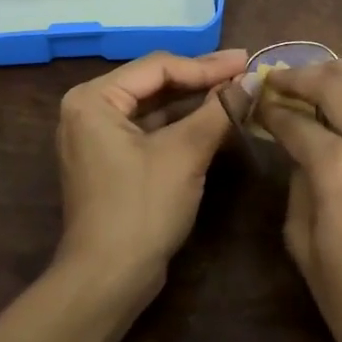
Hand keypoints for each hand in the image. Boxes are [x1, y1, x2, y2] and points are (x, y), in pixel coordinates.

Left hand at [54, 49, 248, 285]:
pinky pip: (150, 131)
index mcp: (93, 98)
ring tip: (237, 92)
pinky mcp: (111, 161)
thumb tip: (253, 80)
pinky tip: (215, 120)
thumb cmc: (141, 208)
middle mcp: (89, 110)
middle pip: (155, 84)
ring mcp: (97, 137)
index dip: (206, 65)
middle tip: (245, 71)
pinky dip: (181, 126)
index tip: (246, 61)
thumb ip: (218, 111)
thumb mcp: (184, 154)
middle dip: (201, 80)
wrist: (107, 280)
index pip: (158, 67)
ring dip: (195, 102)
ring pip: (154, 108)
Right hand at [256, 60, 341, 341]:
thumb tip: (303, 156)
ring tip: (321, 80)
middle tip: (282, 81)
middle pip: (337, 83)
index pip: (296, 121)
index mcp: (341, 169)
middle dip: (302, 76)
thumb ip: (299, 189)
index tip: (256, 103)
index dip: (270, 109)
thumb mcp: (307, 251)